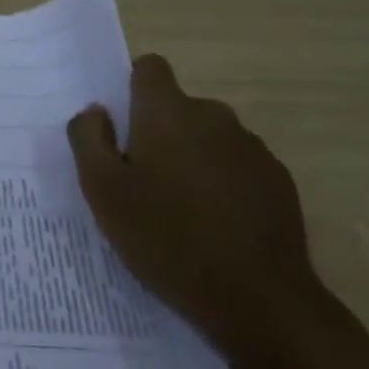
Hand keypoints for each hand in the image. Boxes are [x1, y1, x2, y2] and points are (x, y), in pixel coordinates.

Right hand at [67, 54, 327, 368]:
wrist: (259, 300)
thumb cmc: (167, 238)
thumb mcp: (103, 191)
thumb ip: (88, 139)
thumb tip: (96, 111)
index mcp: (167, 110)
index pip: (150, 67)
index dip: (133, 89)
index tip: (124, 127)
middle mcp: (212, 115)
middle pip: (179, 107)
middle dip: (161, 132)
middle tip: (145, 181)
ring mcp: (251, 147)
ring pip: (210, 138)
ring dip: (195, 158)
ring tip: (184, 210)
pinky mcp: (279, 181)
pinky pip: (240, 167)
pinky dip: (226, 184)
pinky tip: (219, 227)